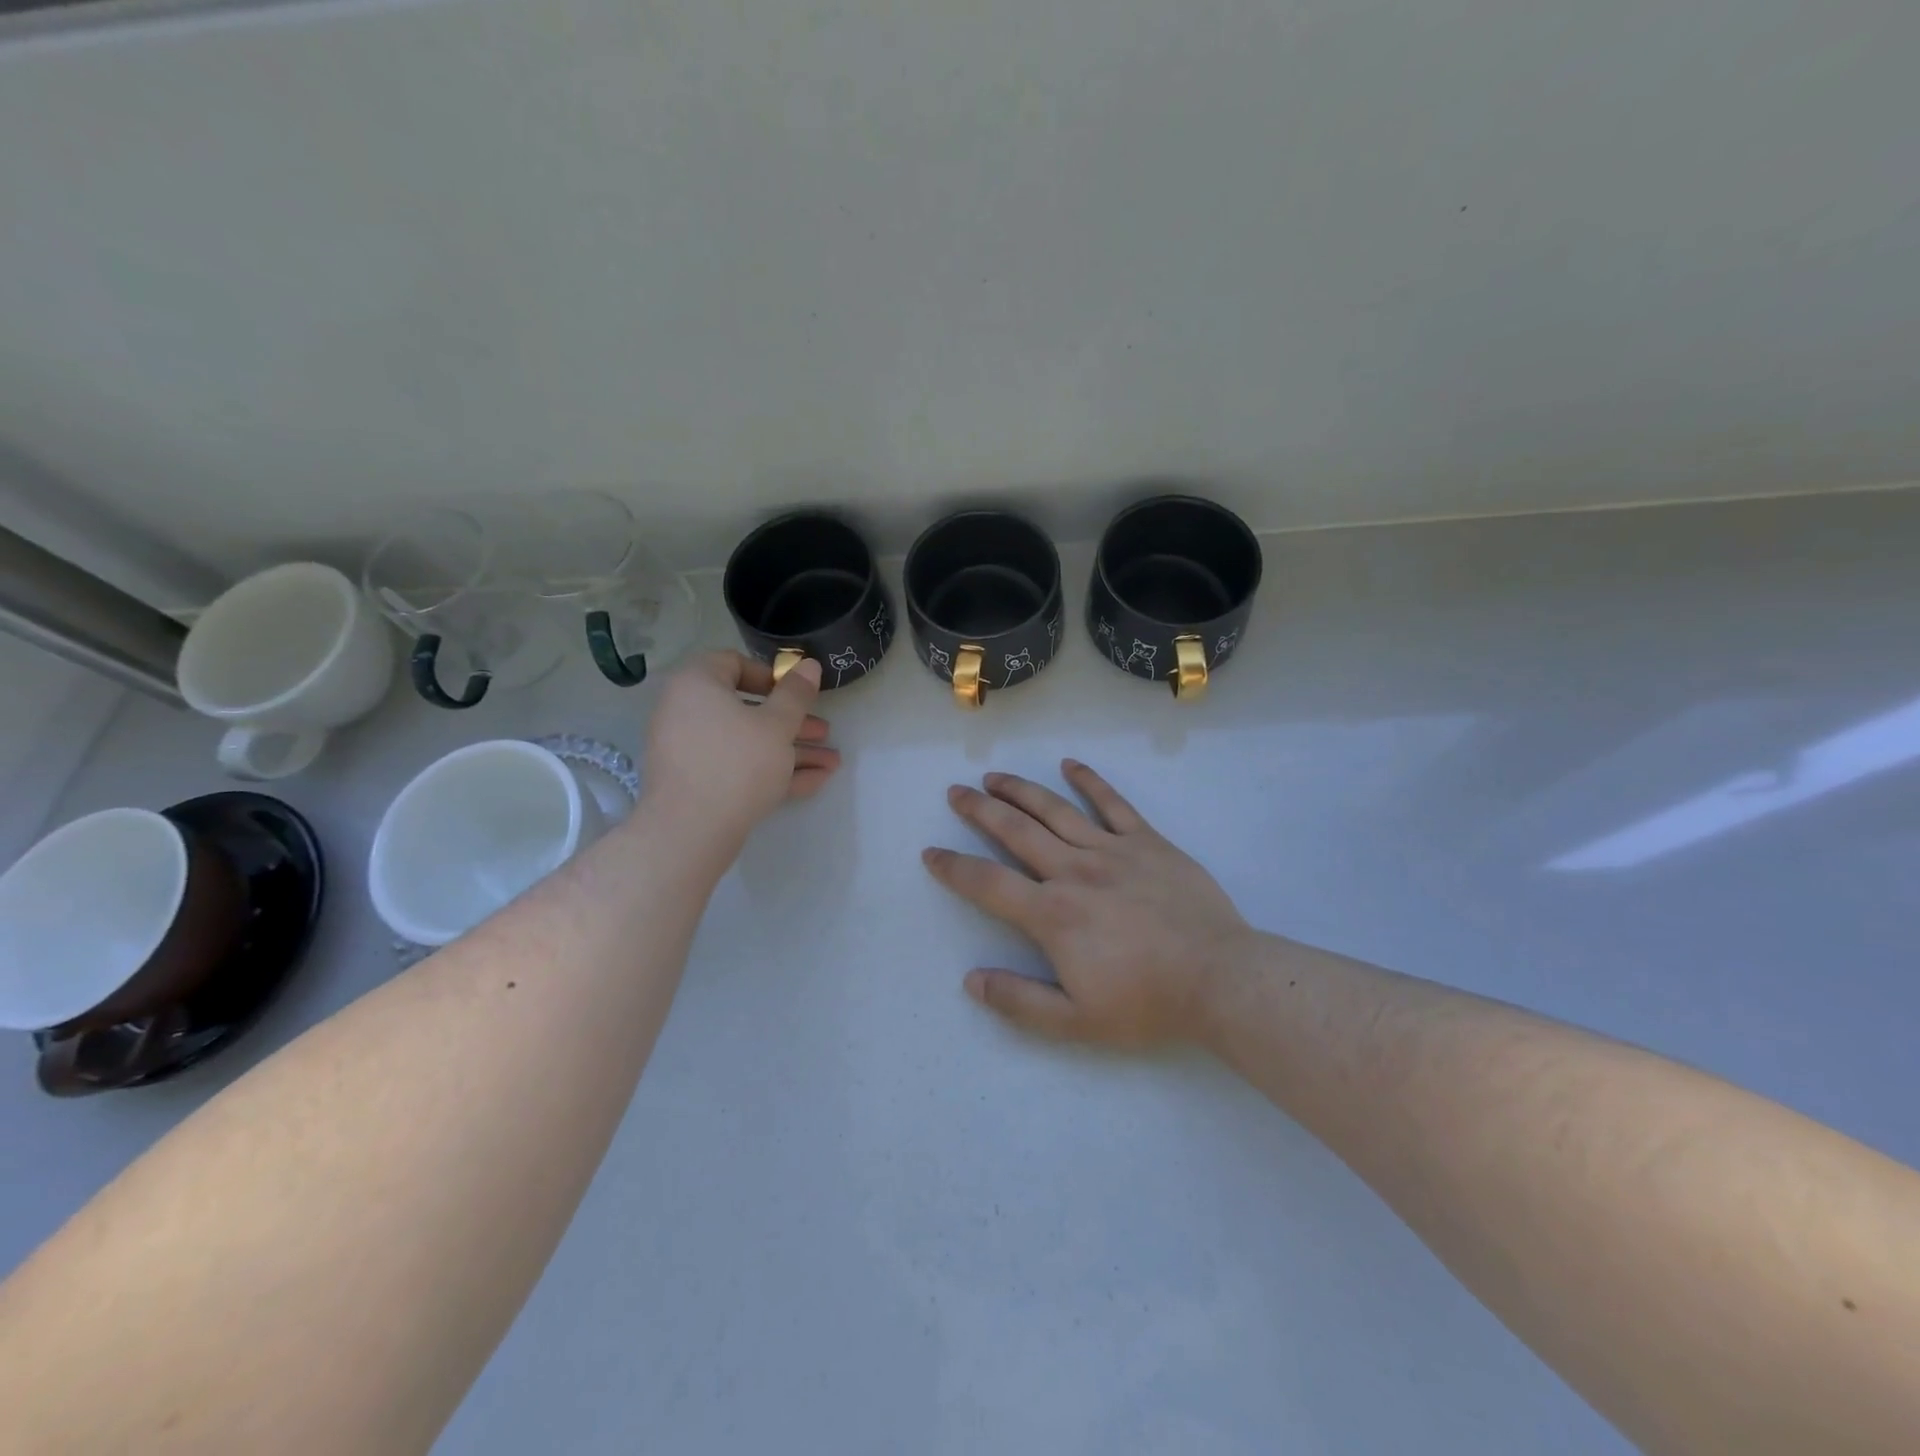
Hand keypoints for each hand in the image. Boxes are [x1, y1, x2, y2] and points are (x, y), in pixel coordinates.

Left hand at [640, 652, 838, 852]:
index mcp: (697, 684)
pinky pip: (738, 768)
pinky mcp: (698, 783)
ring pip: (748, 743)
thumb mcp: (777, 724)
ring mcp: (690, 751)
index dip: (771, 676)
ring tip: (832, 762)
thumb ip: (796, 694)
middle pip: (747, 708)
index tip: (798, 694)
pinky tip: (815, 782)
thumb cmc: (737, 763)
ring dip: (791, 750)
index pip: (733, 663)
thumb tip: (808, 665)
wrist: (690, 832)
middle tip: (825, 732)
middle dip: (793, 722)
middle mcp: (687, 712)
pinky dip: (772, 771)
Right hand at [923, 760, 1250, 1047]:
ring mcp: (1112, 850)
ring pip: (1055, 810)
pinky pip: (1113, 804)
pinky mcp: (1148, 842)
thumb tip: (971, 980)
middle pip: (1016, 831)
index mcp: (1053, 914)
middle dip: (980, 810)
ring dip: (1020, 789)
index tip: (931, 852)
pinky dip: (1089, 781)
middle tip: (956, 792)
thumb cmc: (1147, 1003)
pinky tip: (1070, 764)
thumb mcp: (1076, 1022)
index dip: (954, 867)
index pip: (988, 883)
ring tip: (994, 776)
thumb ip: (1019, 1001)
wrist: (1220, 980)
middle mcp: (1074, 871)